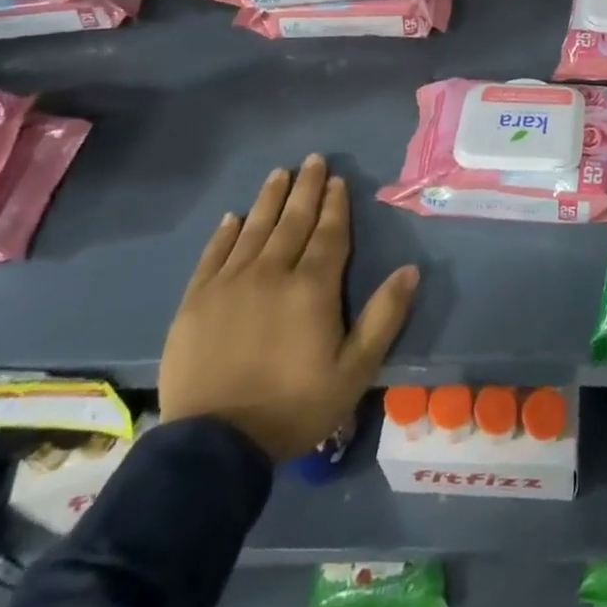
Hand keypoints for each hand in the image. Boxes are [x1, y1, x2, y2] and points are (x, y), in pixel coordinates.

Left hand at [159, 153, 418, 460]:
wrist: (213, 446)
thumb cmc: (293, 407)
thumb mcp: (354, 371)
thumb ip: (384, 317)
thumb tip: (411, 270)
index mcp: (312, 287)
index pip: (328, 233)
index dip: (335, 205)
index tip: (338, 179)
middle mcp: (271, 273)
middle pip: (292, 221)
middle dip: (305, 188)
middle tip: (313, 160)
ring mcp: (229, 284)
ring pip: (254, 229)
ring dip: (269, 199)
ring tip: (279, 173)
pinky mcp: (196, 301)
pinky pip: (213, 255)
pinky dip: (225, 232)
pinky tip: (233, 216)